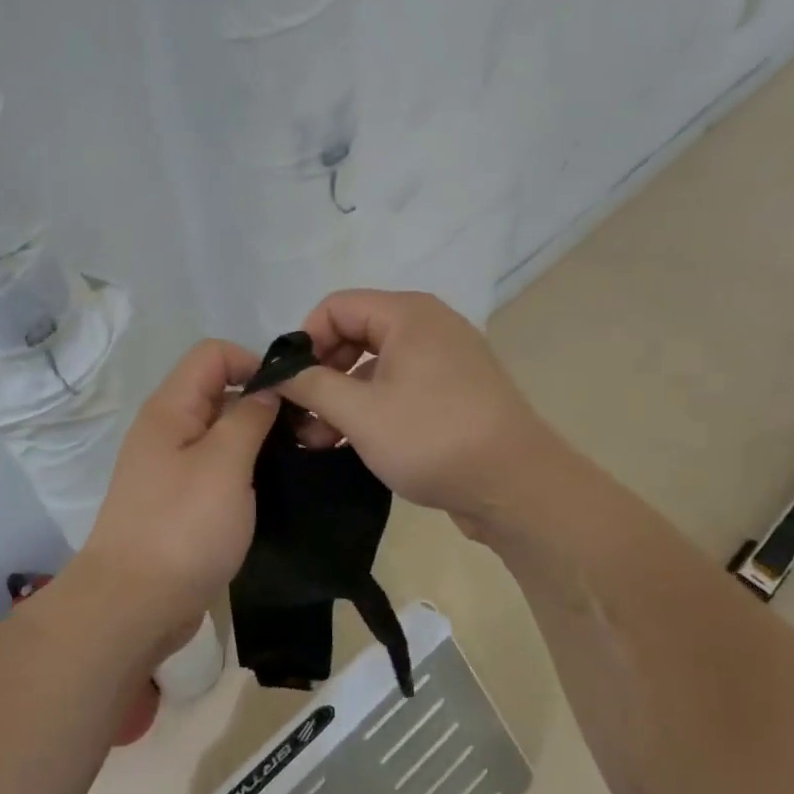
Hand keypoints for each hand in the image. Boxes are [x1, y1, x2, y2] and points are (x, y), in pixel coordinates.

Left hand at [78, 340, 279, 645]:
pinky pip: (217, 469)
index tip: (290, 397)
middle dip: (262, 403)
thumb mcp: (225, 463)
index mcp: (170, 408)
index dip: (254, 363)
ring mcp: (171, 468)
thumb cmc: (183, 527)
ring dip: (257, 441)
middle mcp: (167, 430)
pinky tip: (271, 491)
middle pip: (219, 391)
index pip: (213, 354)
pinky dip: (244, 472)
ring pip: (221, 433)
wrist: (134, 606)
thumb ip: (249, 417)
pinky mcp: (180, 502)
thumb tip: (267, 389)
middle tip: (305, 434)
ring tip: (296, 462)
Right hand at [282, 290, 560, 532]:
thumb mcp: (360, 413)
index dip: (305, 341)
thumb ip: (311, 386)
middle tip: (301, 416)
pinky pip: (398, 386)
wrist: (517, 486)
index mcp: (408, 314)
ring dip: (342, 397)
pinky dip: (370, 407)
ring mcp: (444, 359)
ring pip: (375, 365)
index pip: (335, 307)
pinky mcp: (452, 392)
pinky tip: (349, 443)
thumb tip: (277, 372)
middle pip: (354, 333)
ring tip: (319, 439)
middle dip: (322, 374)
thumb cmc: (433, 438)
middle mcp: (428, 326)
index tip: (290, 384)